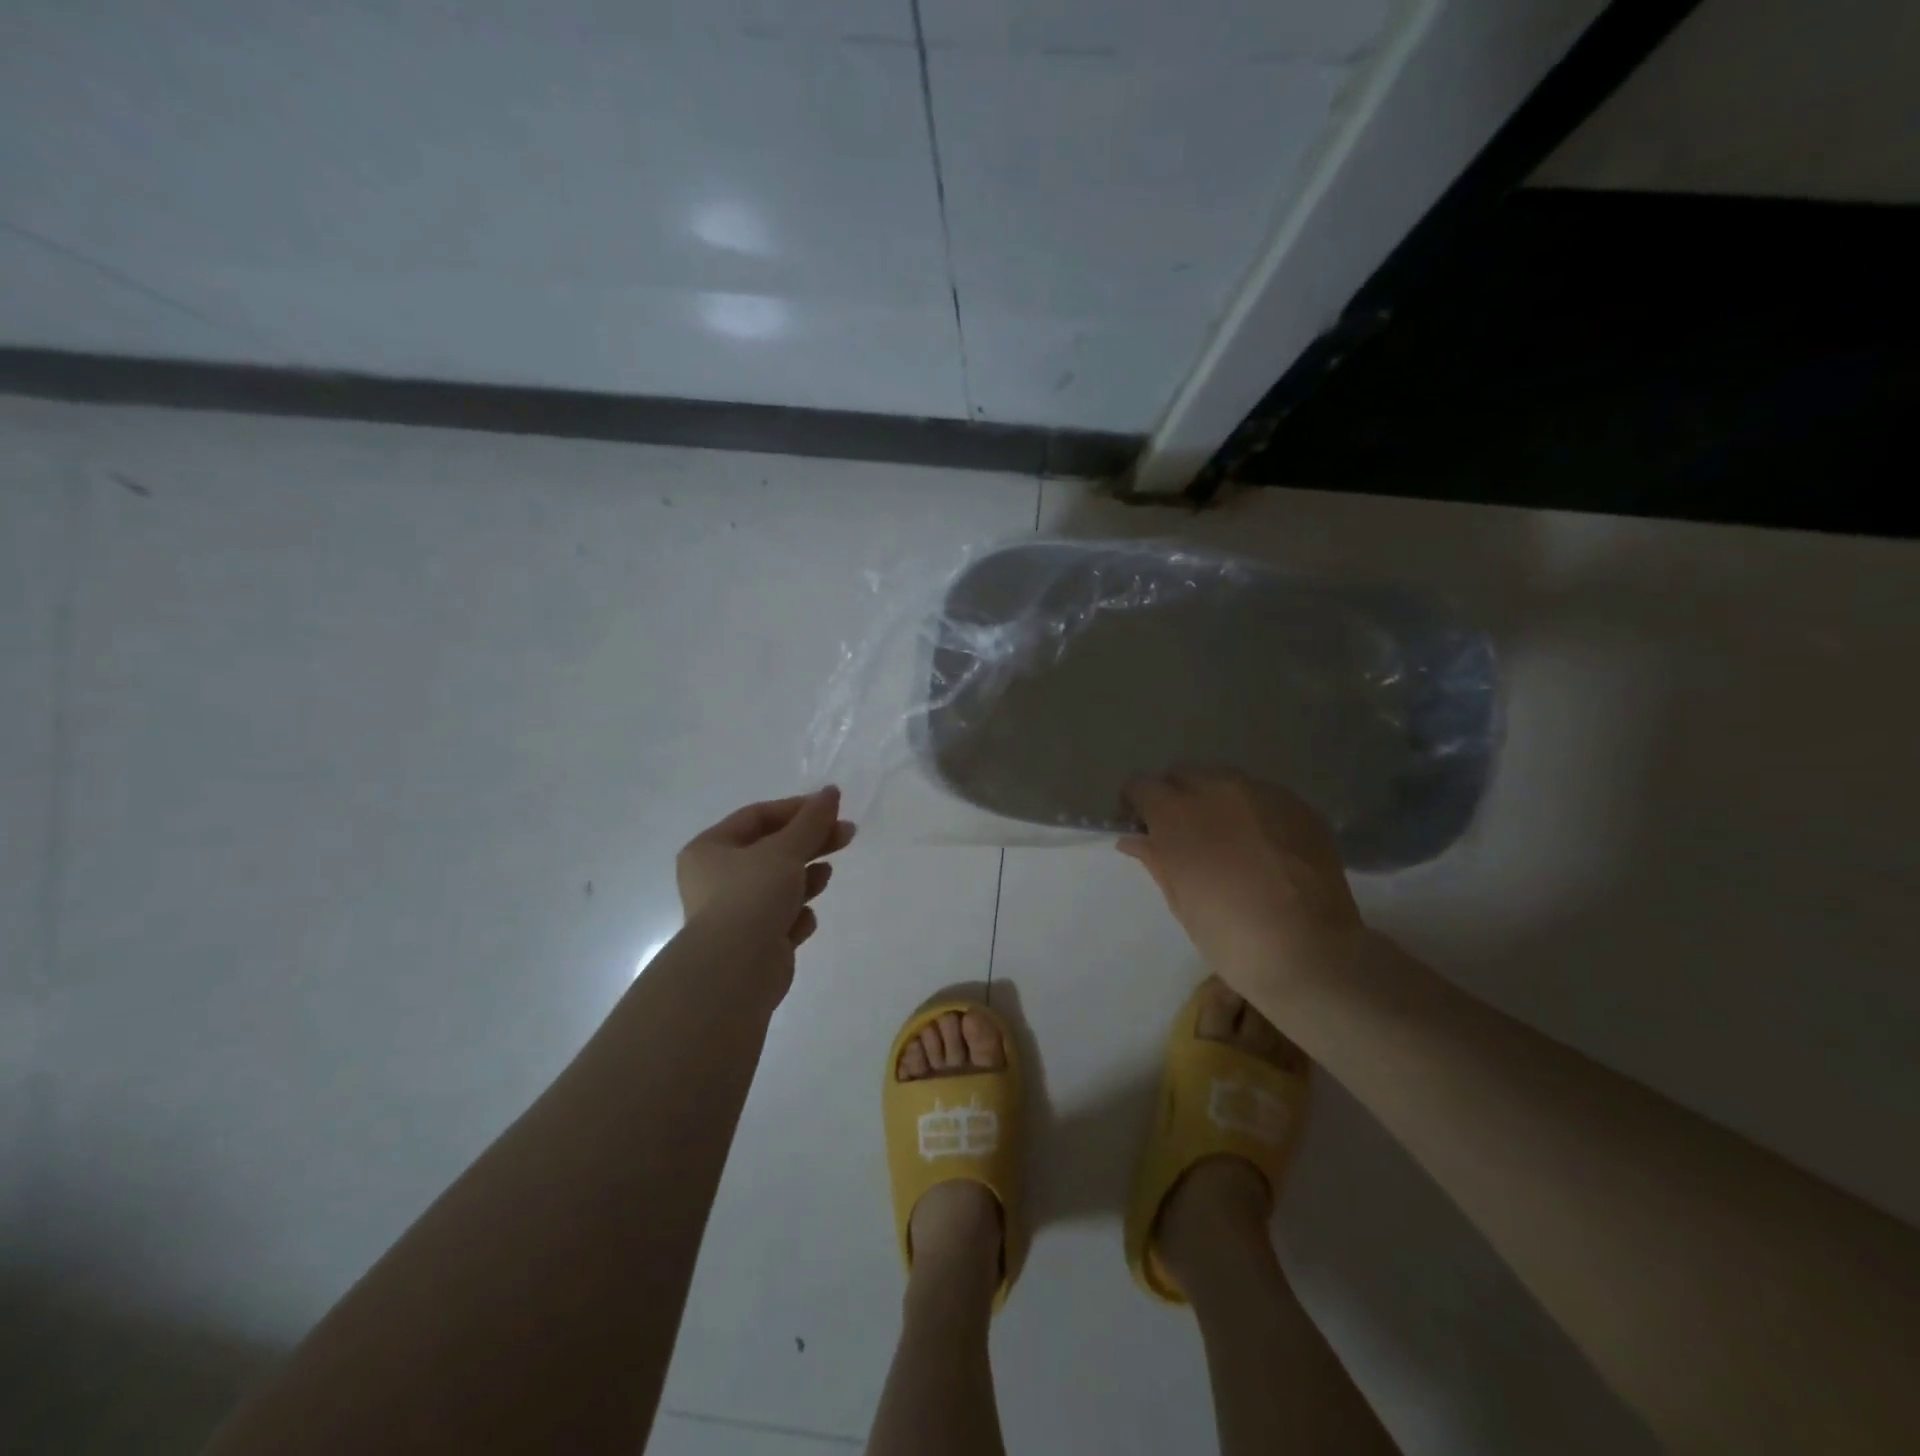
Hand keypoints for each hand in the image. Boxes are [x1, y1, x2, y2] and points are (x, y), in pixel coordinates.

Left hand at [677, 788, 855, 950]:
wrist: (736, 969)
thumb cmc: (752, 895)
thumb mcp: (786, 849)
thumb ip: (811, 820)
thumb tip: (831, 791)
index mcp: (709, 849)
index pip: (757, 816)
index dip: (796, 809)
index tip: (832, 808)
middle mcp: (715, 879)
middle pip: (771, 850)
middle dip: (810, 842)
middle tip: (847, 834)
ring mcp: (734, 913)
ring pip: (778, 885)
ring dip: (805, 878)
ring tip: (826, 876)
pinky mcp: (753, 943)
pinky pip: (781, 918)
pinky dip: (796, 915)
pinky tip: (804, 919)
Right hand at [1118, 771, 1363, 995]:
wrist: (1310, 953)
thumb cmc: (1230, 935)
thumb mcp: (1181, 902)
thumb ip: (1156, 860)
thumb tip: (1135, 839)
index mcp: (1177, 814)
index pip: (1142, 786)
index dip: (1136, 804)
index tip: (1139, 826)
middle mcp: (1216, 790)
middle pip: (1183, 775)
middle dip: (1175, 796)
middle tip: (1181, 832)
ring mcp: (1262, 793)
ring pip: (1224, 780)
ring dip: (1214, 800)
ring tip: (1225, 837)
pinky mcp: (1298, 805)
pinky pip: (1263, 796)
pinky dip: (1252, 812)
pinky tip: (1262, 846)